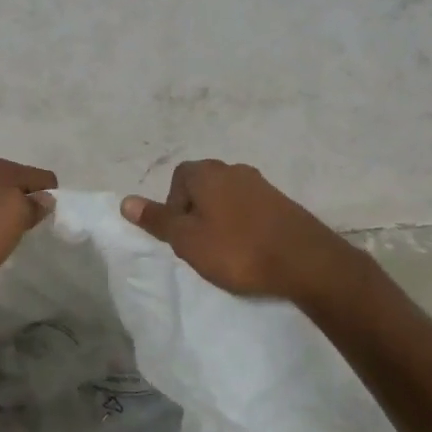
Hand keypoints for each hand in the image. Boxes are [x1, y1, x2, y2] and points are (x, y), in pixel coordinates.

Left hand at [0, 158, 57, 299]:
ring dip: (3, 210)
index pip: (41, 177)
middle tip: (28, 230)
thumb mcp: (15, 223)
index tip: (48, 222)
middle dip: (25, 202)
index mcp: (1, 169)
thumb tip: (45, 197)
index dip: (50, 197)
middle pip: (17, 183)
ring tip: (4, 235)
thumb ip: (34, 206)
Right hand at [122, 160, 365, 309]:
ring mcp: (262, 184)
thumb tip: (125, 201)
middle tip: (201, 245)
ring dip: (222, 220)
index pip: (179, 179)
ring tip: (227, 251)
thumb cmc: (237, 249)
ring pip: (228, 198)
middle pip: (203, 187)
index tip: (182, 235)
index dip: (174, 206)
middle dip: (197, 213)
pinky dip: (245, 225)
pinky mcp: (282, 203)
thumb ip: (157, 220)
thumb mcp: (187, 240)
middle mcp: (234, 170)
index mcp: (207, 173)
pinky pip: (251, 209)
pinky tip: (251, 249)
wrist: (305, 261)